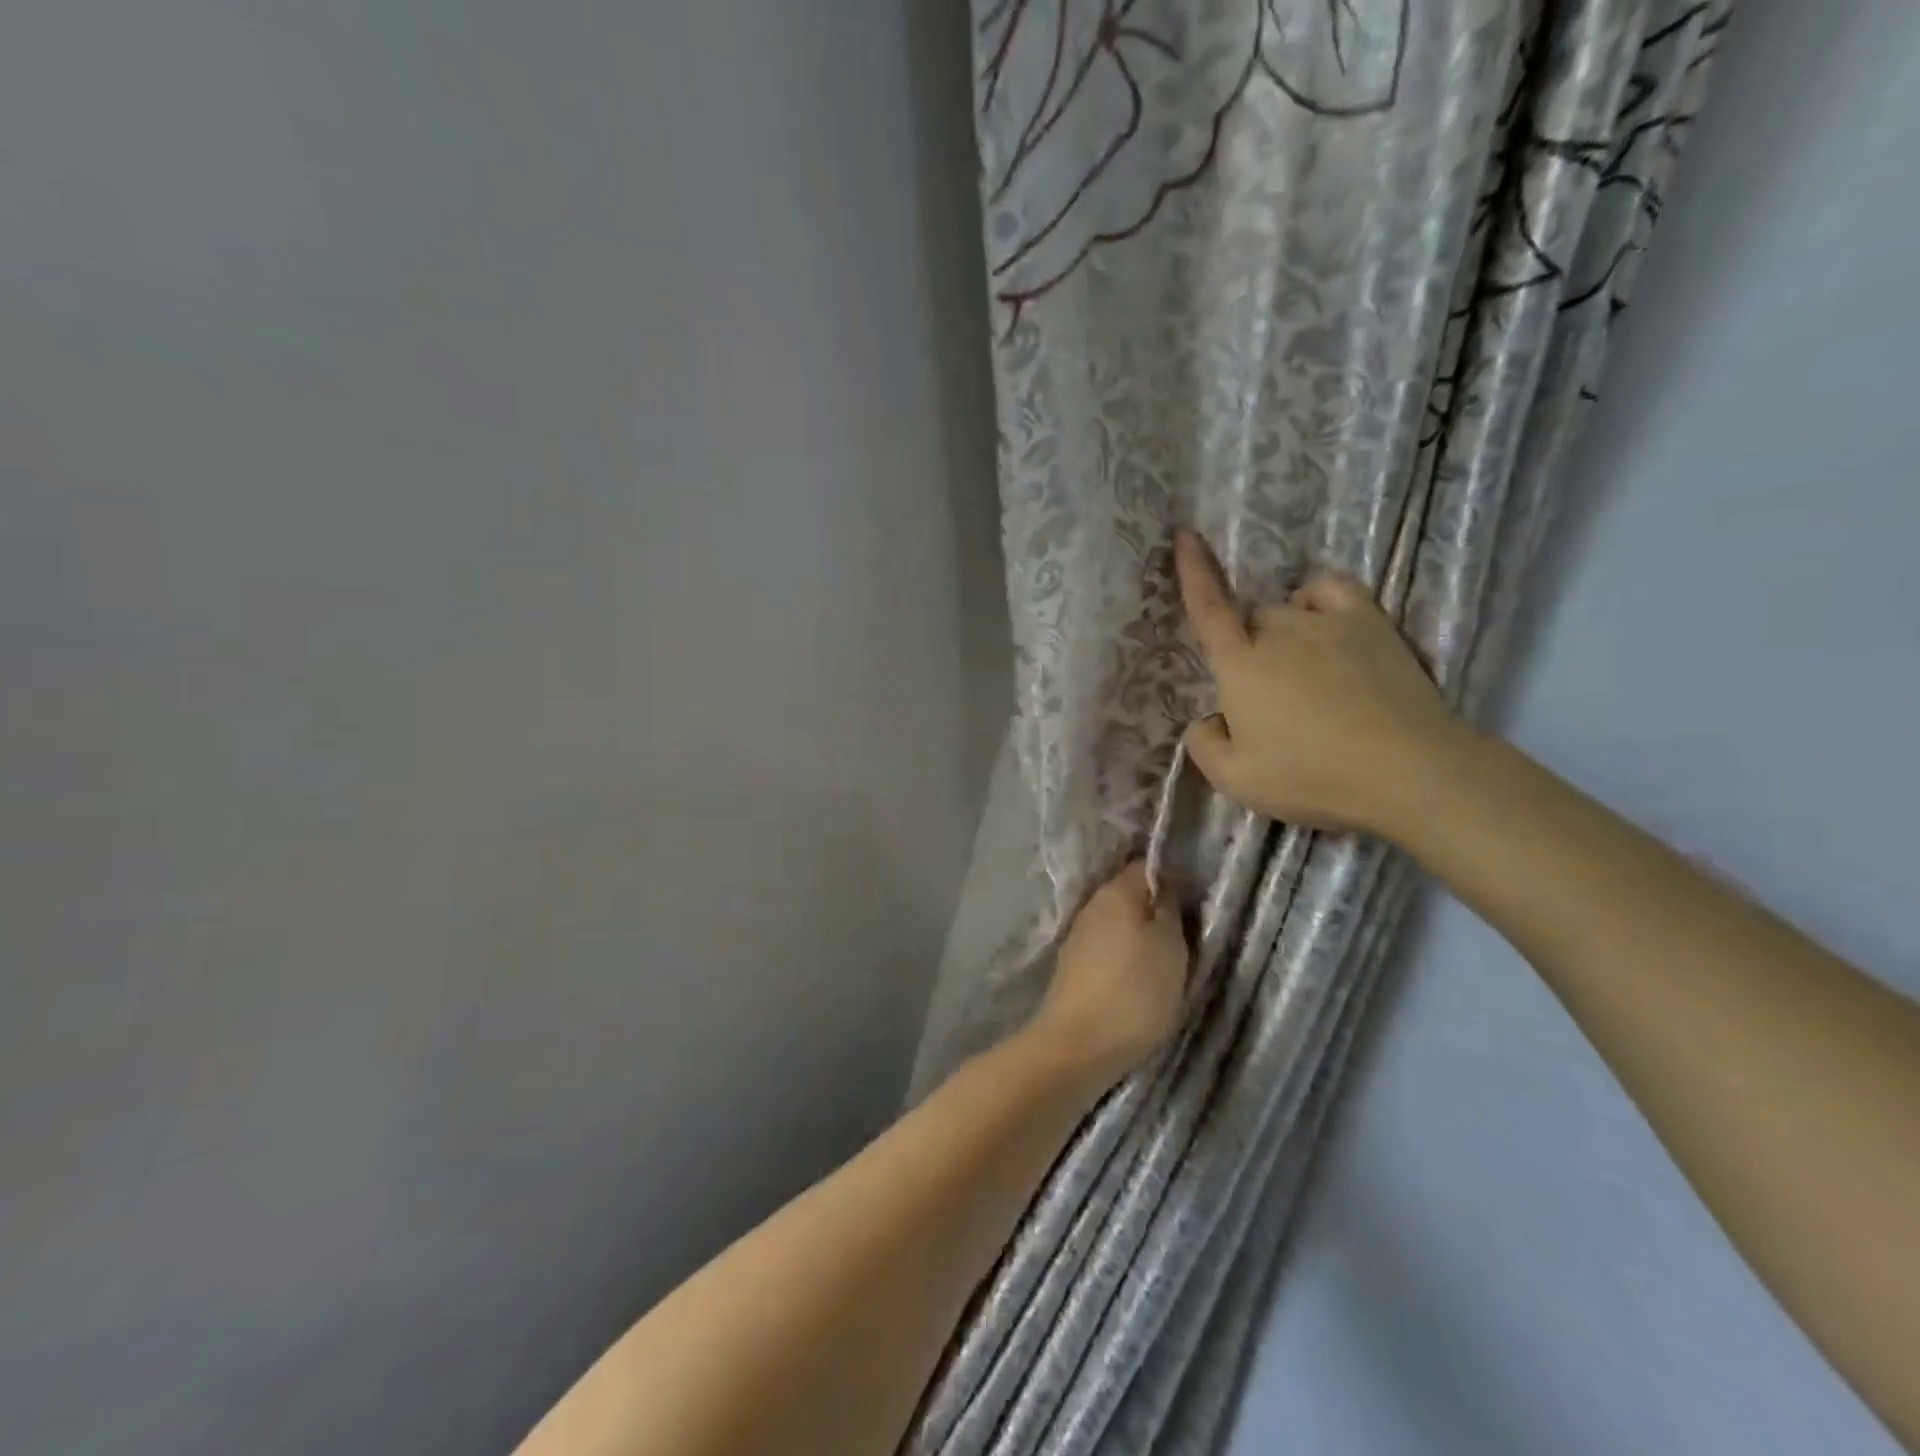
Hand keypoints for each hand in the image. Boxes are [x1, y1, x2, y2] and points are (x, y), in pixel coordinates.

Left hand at [1031, 861, 1188, 1086]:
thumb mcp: (1170, 945)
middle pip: (1131, 895)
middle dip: (1157, 910)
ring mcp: (1079, 936)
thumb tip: (1164, 884)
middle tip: (1187, 934)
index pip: (1146, 866)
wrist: (1078, 1044)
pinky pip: (1107, 949)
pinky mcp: (1073, 966)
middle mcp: (1093, 905)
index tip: (1196, 900)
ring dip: (1140, 936)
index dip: (1173, 877)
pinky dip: (1124, 958)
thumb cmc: (1135, 990)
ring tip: (1167, 961)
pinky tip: (1138, 978)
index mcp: (1116, 891)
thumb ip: (1169, 908)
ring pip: (1119, 924)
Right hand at [1173, 528, 1465, 838]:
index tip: (1185, 533)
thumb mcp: (1235, 780)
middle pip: (1250, 622)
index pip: (1208, 608)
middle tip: (1268, 701)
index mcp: (1239, 665)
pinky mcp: (1371, 624)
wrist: (1407, 771)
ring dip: (1283, 637)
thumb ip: (1204, 745)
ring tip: (1305, 678)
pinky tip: (1323, 627)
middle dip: (1247, 651)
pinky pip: (1331, 591)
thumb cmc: (1311, 777)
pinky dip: (1317, 601)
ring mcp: (1327, 622)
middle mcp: (1278, 631)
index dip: (1193, 571)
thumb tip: (1210, 720)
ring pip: (1287, 612)